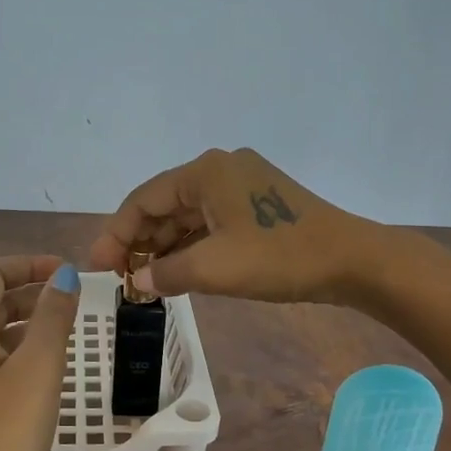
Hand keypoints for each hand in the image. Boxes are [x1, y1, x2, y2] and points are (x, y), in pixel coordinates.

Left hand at [0, 255, 79, 450]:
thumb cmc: (4, 435)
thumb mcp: (39, 369)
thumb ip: (53, 316)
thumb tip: (62, 274)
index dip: (28, 264)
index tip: (65, 272)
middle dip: (28, 294)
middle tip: (70, 302)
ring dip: (19, 324)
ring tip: (58, 336)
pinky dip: (7, 353)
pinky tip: (32, 376)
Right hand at [89, 147, 376, 304]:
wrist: (351, 260)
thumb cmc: (279, 257)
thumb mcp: (215, 268)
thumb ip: (167, 272)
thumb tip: (137, 281)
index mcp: (206, 171)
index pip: (144, 199)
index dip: (116, 233)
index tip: (98, 267)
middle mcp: (220, 169)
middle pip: (165, 204)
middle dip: (140, 240)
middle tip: (119, 276)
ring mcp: (242, 184)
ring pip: (188, 215)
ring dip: (165, 245)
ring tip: (144, 278)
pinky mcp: (257, 203)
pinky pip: (211, 221)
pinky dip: (192, 245)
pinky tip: (178, 270)